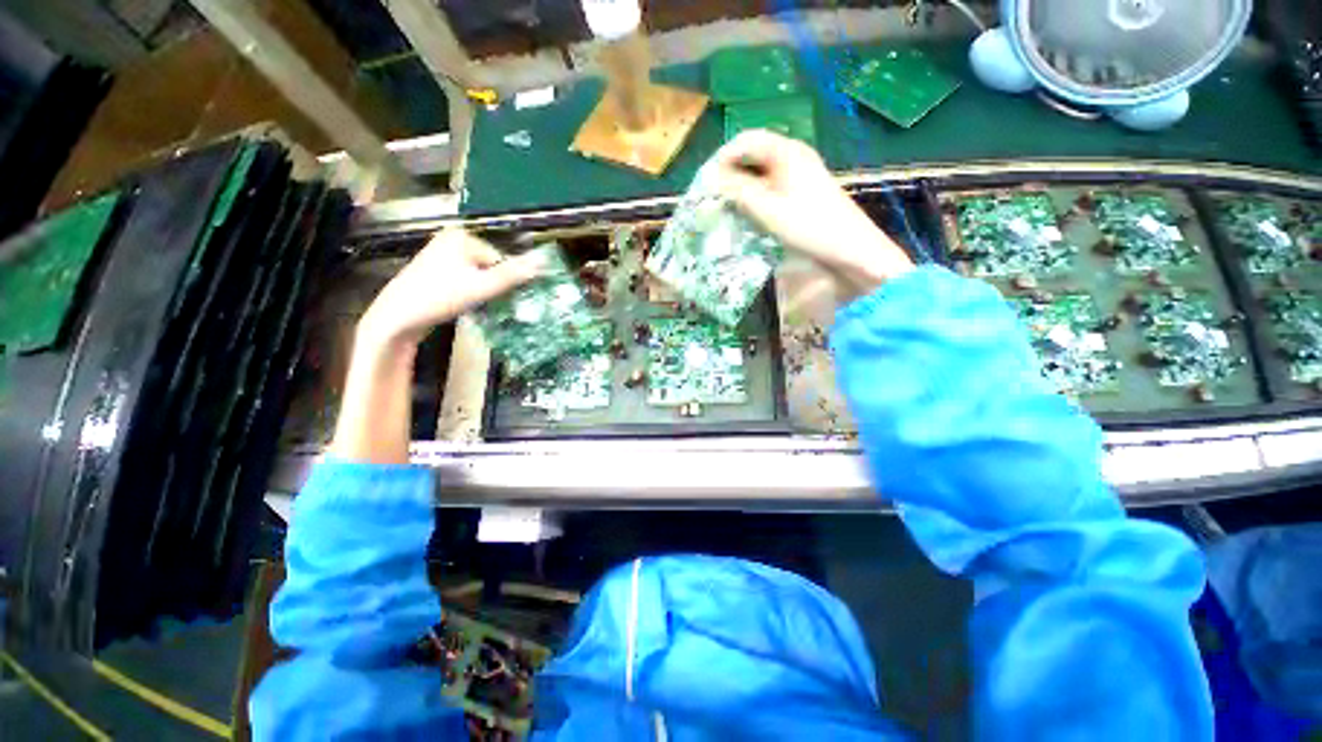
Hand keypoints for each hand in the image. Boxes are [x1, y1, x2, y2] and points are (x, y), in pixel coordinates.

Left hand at [357, 229, 541, 347]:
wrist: (396, 319)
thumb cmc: (438, 297)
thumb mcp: (481, 287)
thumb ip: (513, 275)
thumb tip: (545, 261)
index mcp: (461, 236)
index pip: (501, 260)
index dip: (505, 282)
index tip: (502, 300)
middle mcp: (451, 241)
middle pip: (490, 267)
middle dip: (494, 287)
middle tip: (489, 305)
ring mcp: (442, 256)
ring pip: (480, 276)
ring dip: (484, 293)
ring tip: (476, 307)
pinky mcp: (437, 272)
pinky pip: (466, 281)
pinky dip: (472, 294)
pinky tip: (465, 306)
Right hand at [710, 130, 913, 299]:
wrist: (849, 247)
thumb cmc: (808, 226)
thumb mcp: (767, 209)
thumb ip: (737, 190)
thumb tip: (710, 178)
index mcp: (786, 151)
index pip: (746, 140)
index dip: (723, 157)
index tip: (707, 181)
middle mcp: (794, 154)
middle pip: (754, 153)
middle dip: (731, 172)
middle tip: (715, 196)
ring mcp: (801, 171)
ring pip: (762, 170)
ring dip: (742, 185)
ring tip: (728, 206)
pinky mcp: (804, 189)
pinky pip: (772, 183)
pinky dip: (756, 194)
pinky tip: (750, 212)